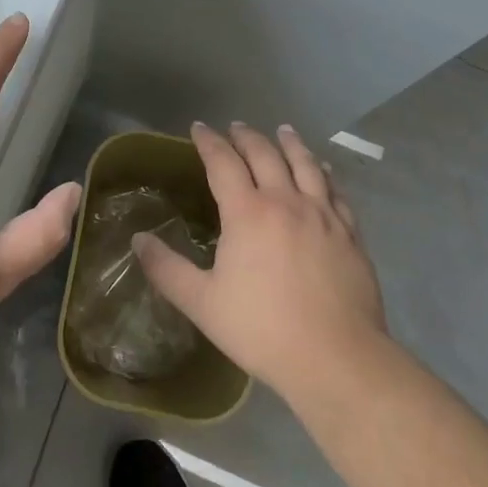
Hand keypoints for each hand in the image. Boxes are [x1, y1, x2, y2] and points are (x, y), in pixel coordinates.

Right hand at [134, 122, 388, 404]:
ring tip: (283, 130)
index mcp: (247, 212)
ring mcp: (322, 215)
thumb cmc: (263, 330)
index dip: (209, 141)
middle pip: (264, 154)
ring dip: (290, 143)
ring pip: (305, 164)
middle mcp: (285, 201)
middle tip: (236, 127)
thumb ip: (167, 269)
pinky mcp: (349, 233)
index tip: (198, 128)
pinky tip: (324, 170)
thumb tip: (138, 240)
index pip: (223, 162)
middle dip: (246, 137)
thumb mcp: (202, 303)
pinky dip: (325, 174)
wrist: (337, 359)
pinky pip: (336, 191)